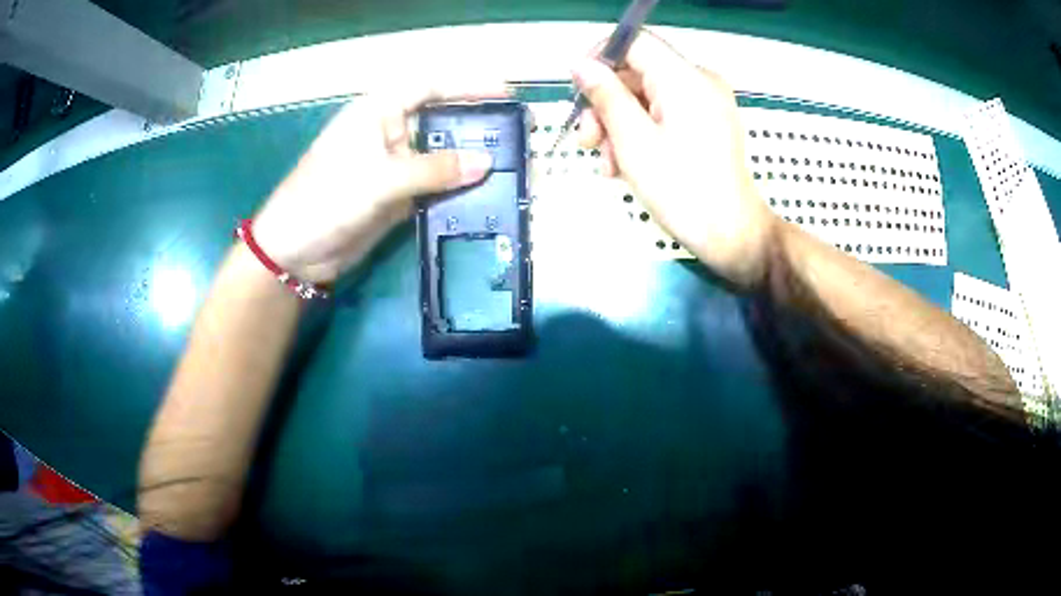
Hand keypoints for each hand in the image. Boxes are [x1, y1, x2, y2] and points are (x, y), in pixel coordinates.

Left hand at [252, 85, 502, 283]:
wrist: (296, 252)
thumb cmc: (326, 199)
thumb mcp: (379, 179)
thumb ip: (434, 169)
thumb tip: (487, 163)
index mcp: (378, 112)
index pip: (429, 88)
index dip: (467, 86)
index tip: (506, 93)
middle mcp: (389, 132)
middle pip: (441, 121)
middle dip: (477, 125)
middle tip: (519, 133)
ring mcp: (395, 166)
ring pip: (441, 156)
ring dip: (472, 160)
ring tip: (514, 163)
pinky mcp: (398, 196)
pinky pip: (436, 186)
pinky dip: (459, 189)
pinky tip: (487, 192)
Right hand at [574, 32, 777, 288]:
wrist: (731, 236)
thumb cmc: (683, 191)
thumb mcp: (634, 142)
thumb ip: (605, 96)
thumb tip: (580, 64)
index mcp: (685, 78)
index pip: (635, 42)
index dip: (600, 57)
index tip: (579, 89)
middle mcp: (700, 81)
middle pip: (638, 72)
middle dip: (607, 103)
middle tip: (587, 140)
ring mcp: (707, 102)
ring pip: (647, 95)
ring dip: (620, 124)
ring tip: (610, 164)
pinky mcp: (708, 122)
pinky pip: (665, 112)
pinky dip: (642, 132)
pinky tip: (628, 164)